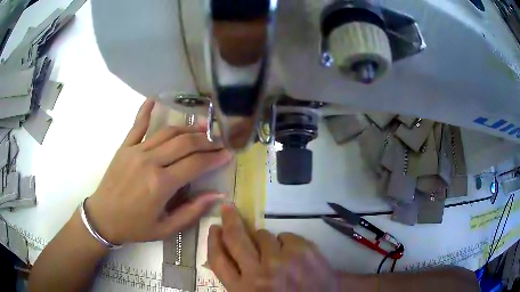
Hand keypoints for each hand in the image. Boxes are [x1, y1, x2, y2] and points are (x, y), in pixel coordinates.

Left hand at [87, 99, 231, 244]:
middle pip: (185, 143)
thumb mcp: (166, 228)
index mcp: (161, 185)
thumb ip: (192, 211)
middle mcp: (150, 162)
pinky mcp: (125, 147)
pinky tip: (155, 99)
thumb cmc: (135, 227)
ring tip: (203, 126)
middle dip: (207, 140)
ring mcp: (136, 151)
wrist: (103, 218)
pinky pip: (137, 125)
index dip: (215, 157)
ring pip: (167, 132)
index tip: (229, 153)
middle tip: (221, 139)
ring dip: (188, 128)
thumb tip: (217, 195)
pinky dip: (146, 111)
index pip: (195, 164)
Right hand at [208, 204, 338, 290]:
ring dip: (265, 240)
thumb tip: (226, 252)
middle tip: (227, 208)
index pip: (218, 260)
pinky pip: (285, 235)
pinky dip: (286, 243)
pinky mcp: (304, 250)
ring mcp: (282, 261)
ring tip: (276, 254)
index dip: (213, 241)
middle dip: (230, 220)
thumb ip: (239, 278)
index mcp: (243, 290)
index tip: (214, 228)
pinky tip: (294, 256)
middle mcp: (259, 274)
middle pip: (236, 239)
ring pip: (263, 234)